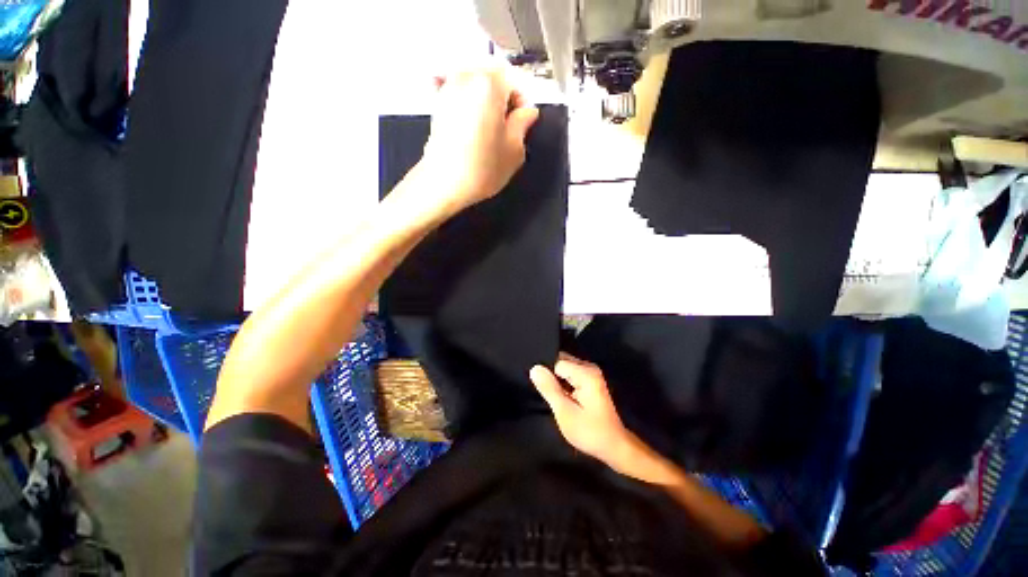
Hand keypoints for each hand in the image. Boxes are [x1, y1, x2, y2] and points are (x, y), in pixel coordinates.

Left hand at [418, 63, 539, 217]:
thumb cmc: (480, 169)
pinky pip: (461, 93)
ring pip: (476, 82)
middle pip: (493, 75)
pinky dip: (471, 103)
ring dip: (487, 98)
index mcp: (489, 84)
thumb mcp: (514, 150)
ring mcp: (448, 88)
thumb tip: (527, 113)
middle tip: (509, 122)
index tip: (524, 119)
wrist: (444, 183)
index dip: (523, 100)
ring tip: (491, 126)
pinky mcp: (438, 104)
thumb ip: (523, 124)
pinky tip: (475, 125)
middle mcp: (466, 77)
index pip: (515, 78)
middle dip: (504, 95)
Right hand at [530, 353, 633, 467]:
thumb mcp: (565, 412)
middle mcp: (589, 368)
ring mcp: (591, 374)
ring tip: (555, 397)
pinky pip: (570, 374)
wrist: (613, 446)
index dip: (547, 376)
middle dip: (551, 376)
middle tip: (549, 396)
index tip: (544, 391)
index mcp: (585, 373)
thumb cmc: (589, 431)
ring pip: (564, 368)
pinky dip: (563, 384)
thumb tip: (534, 368)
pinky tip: (562, 397)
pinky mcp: (590, 381)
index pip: (556, 362)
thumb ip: (549, 388)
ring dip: (557, 381)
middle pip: (561, 362)